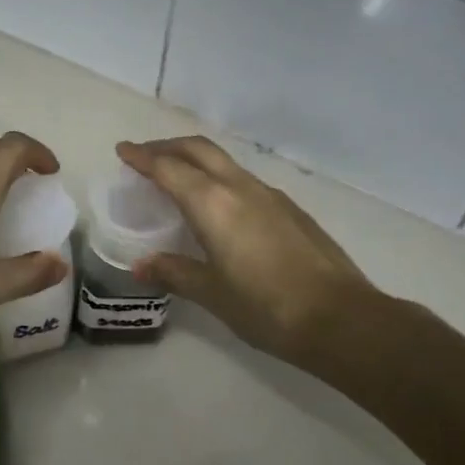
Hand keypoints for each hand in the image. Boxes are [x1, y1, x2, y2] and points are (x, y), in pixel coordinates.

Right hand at [116, 136, 383, 362]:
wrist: (341, 318)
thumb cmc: (267, 307)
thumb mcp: (213, 294)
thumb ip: (174, 273)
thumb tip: (139, 266)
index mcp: (213, 204)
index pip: (168, 168)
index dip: (142, 157)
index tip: (123, 150)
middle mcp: (240, 188)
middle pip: (198, 150)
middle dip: (168, 146)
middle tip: (145, 155)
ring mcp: (269, 195)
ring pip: (224, 162)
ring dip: (195, 160)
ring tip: (178, 178)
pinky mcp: (290, 209)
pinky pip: (244, 180)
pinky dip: (219, 178)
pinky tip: (220, 206)